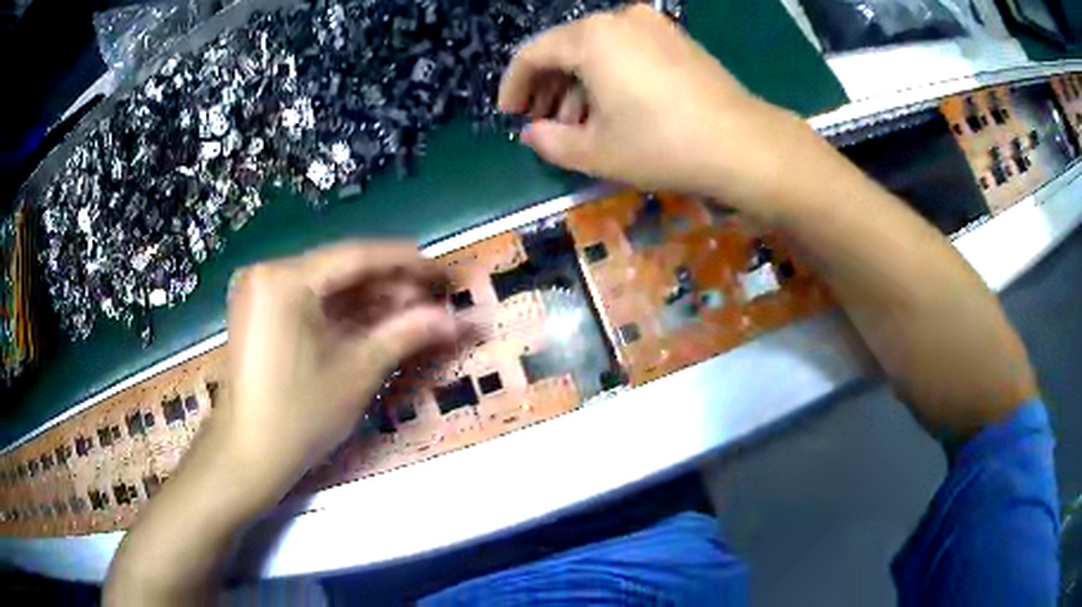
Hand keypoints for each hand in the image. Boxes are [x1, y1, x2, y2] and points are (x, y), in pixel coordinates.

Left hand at [215, 241, 458, 505]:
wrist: (247, 454)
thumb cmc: (300, 416)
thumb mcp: (358, 372)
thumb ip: (406, 334)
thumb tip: (455, 319)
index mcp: (285, 279)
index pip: (357, 257)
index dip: (406, 264)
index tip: (442, 273)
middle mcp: (267, 272)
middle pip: (339, 269)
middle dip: (388, 285)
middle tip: (432, 300)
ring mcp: (257, 290)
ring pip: (325, 284)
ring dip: (367, 299)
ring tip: (410, 313)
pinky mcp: (256, 311)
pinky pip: (306, 300)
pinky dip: (340, 311)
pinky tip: (372, 321)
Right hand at [499, 5, 812, 209]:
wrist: (743, 145)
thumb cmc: (661, 145)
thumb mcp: (594, 151)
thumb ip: (549, 141)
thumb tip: (532, 132)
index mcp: (590, 36)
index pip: (532, 54)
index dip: (513, 87)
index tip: (509, 116)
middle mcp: (619, 18)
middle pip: (565, 48)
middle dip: (548, 88)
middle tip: (543, 123)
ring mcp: (653, 25)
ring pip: (598, 49)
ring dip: (579, 85)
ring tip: (578, 125)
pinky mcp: (677, 39)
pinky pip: (627, 50)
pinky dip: (610, 75)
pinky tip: (614, 107)